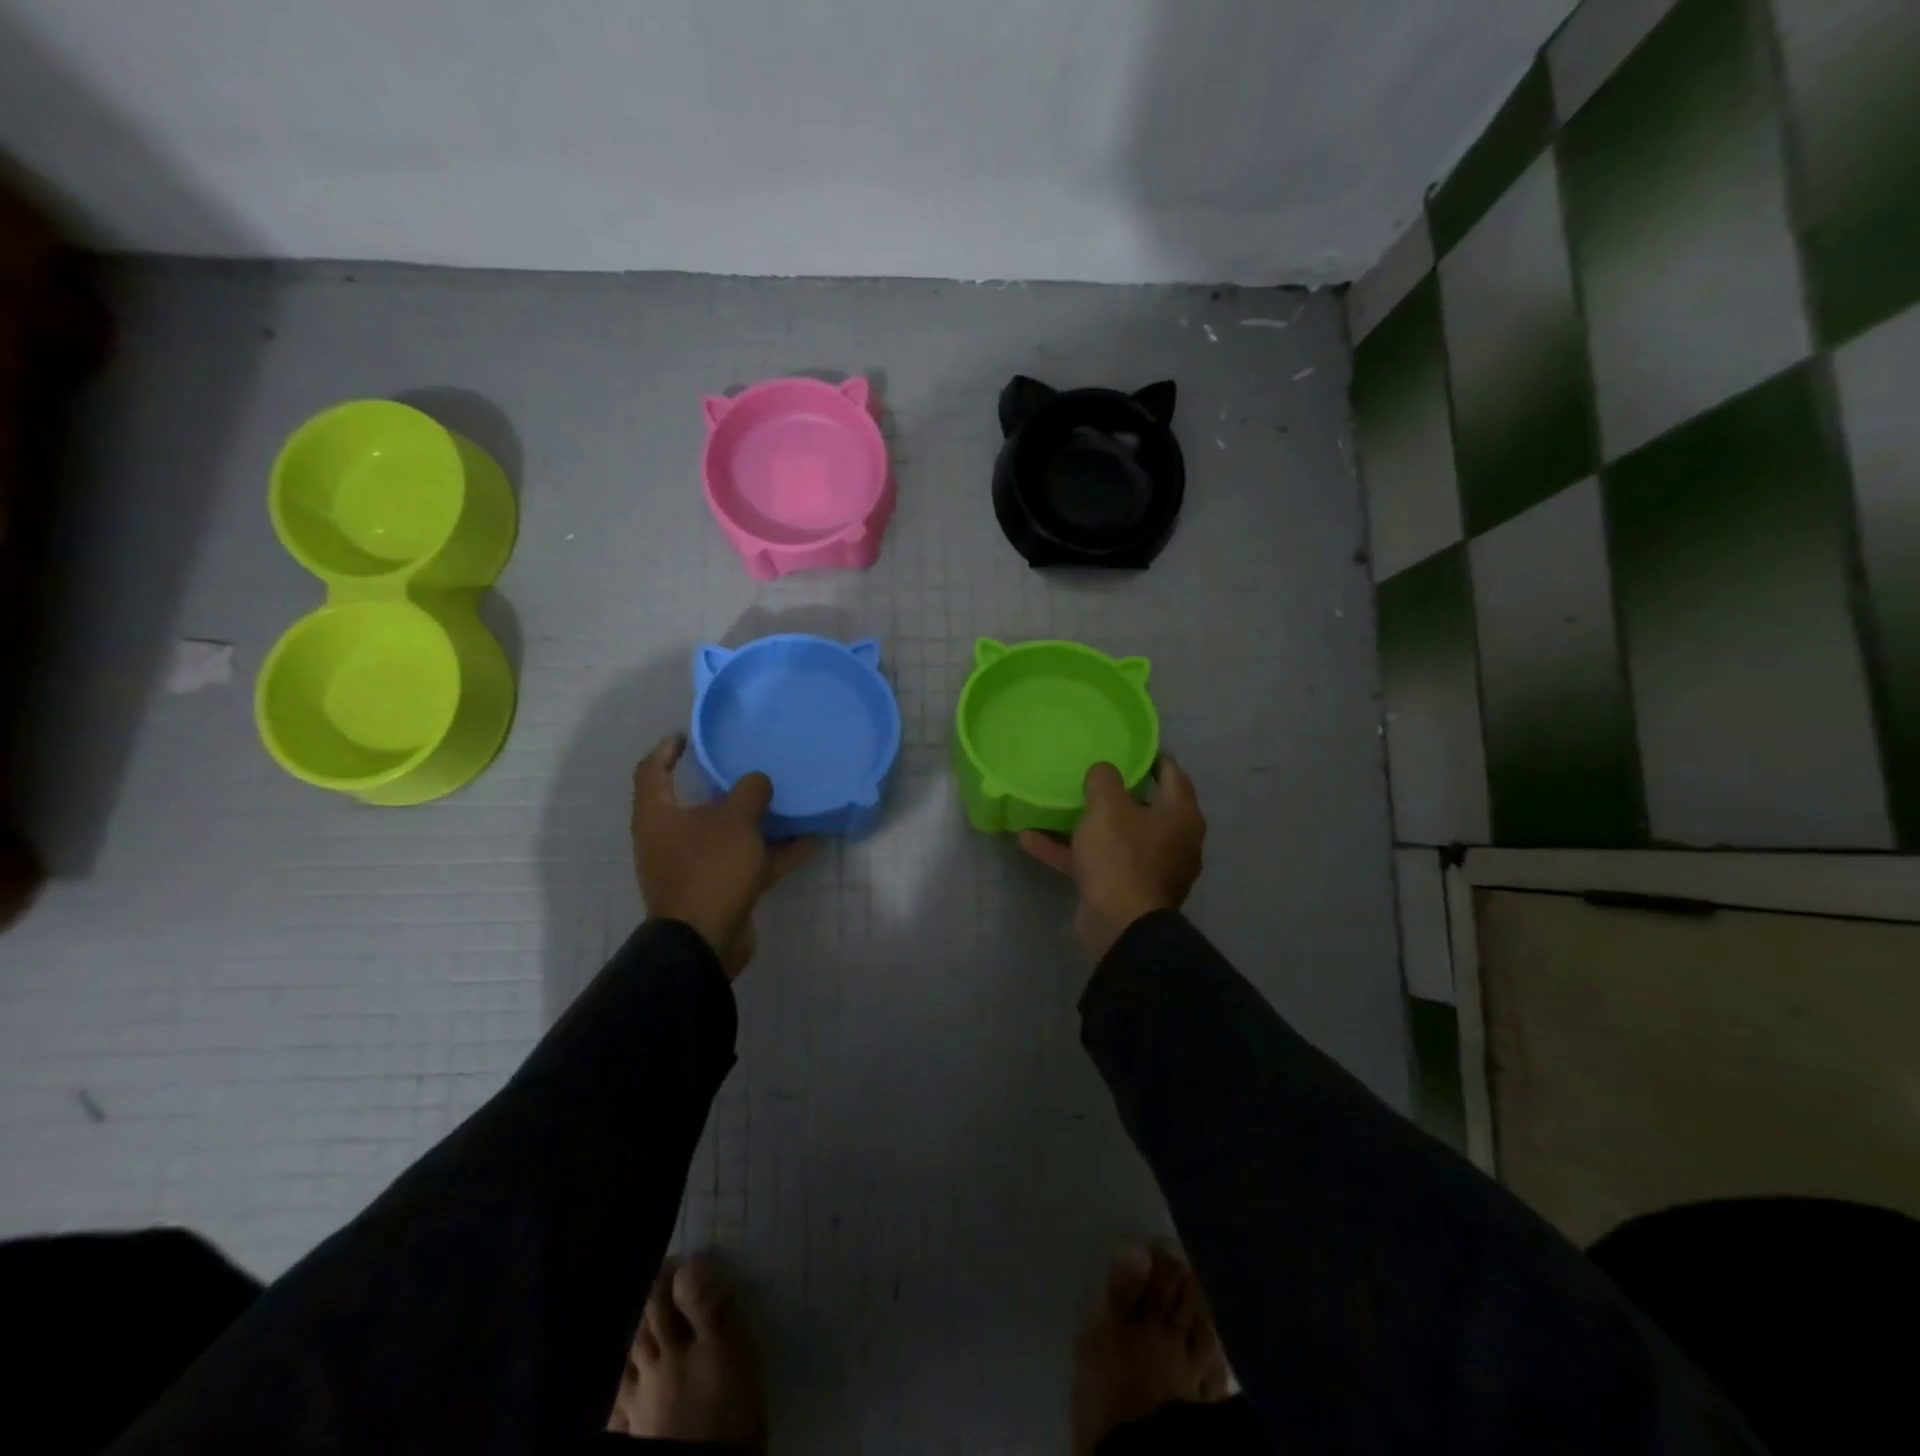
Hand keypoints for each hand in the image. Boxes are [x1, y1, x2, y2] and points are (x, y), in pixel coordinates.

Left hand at [631, 734, 817, 979]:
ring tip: (790, 802)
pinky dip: (775, 852)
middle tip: (751, 768)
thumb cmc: (709, 870)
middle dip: (726, 787)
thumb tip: (758, 782)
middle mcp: (671, 839)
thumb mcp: (735, 821)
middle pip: (696, 804)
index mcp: (659, 816)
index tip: (686, 736)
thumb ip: (749, 792)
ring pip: (729, 834)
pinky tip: (810, 842)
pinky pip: (749, 861)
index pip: (652, 772)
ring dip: (758, 821)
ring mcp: (695, 866)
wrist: (704, 942)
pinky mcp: (719, 889)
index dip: (666, 751)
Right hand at [1019, 757, 1204, 959]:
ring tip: (1056, 805)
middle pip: (1145, 807)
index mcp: (1181, 816)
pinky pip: (1095, 863)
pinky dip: (1068, 852)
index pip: (1173, 775)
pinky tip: (1030, 840)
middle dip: (1117, 792)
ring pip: (1115, 837)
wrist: (1120, 925)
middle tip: (1093, 773)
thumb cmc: (1122, 855)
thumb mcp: (1107, 806)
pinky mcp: (1123, 891)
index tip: (1132, 746)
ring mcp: (1148, 869)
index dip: (1152, 757)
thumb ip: (1104, 779)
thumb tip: (1104, 772)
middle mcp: (1172, 841)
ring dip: (1085, 824)